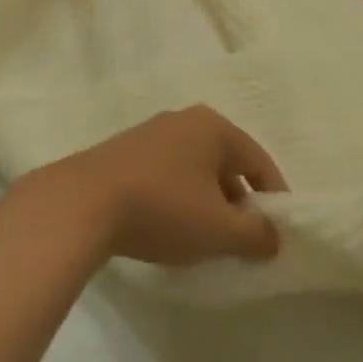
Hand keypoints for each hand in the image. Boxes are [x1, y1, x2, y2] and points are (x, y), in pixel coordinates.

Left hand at [25, 106, 287, 265]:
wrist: (84, 202)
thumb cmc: (163, 208)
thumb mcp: (218, 230)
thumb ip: (255, 235)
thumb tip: (274, 236)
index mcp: (214, 127)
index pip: (259, 161)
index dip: (274, 199)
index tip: (278, 236)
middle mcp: (185, 119)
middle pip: (227, 162)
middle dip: (239, 202)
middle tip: (242, 241)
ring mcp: (153, 132)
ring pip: (196, 169)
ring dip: (208, 202)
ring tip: (207, 240)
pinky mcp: (127, 150)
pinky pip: (169, 173)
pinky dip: (180, 198)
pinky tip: (171, 228)